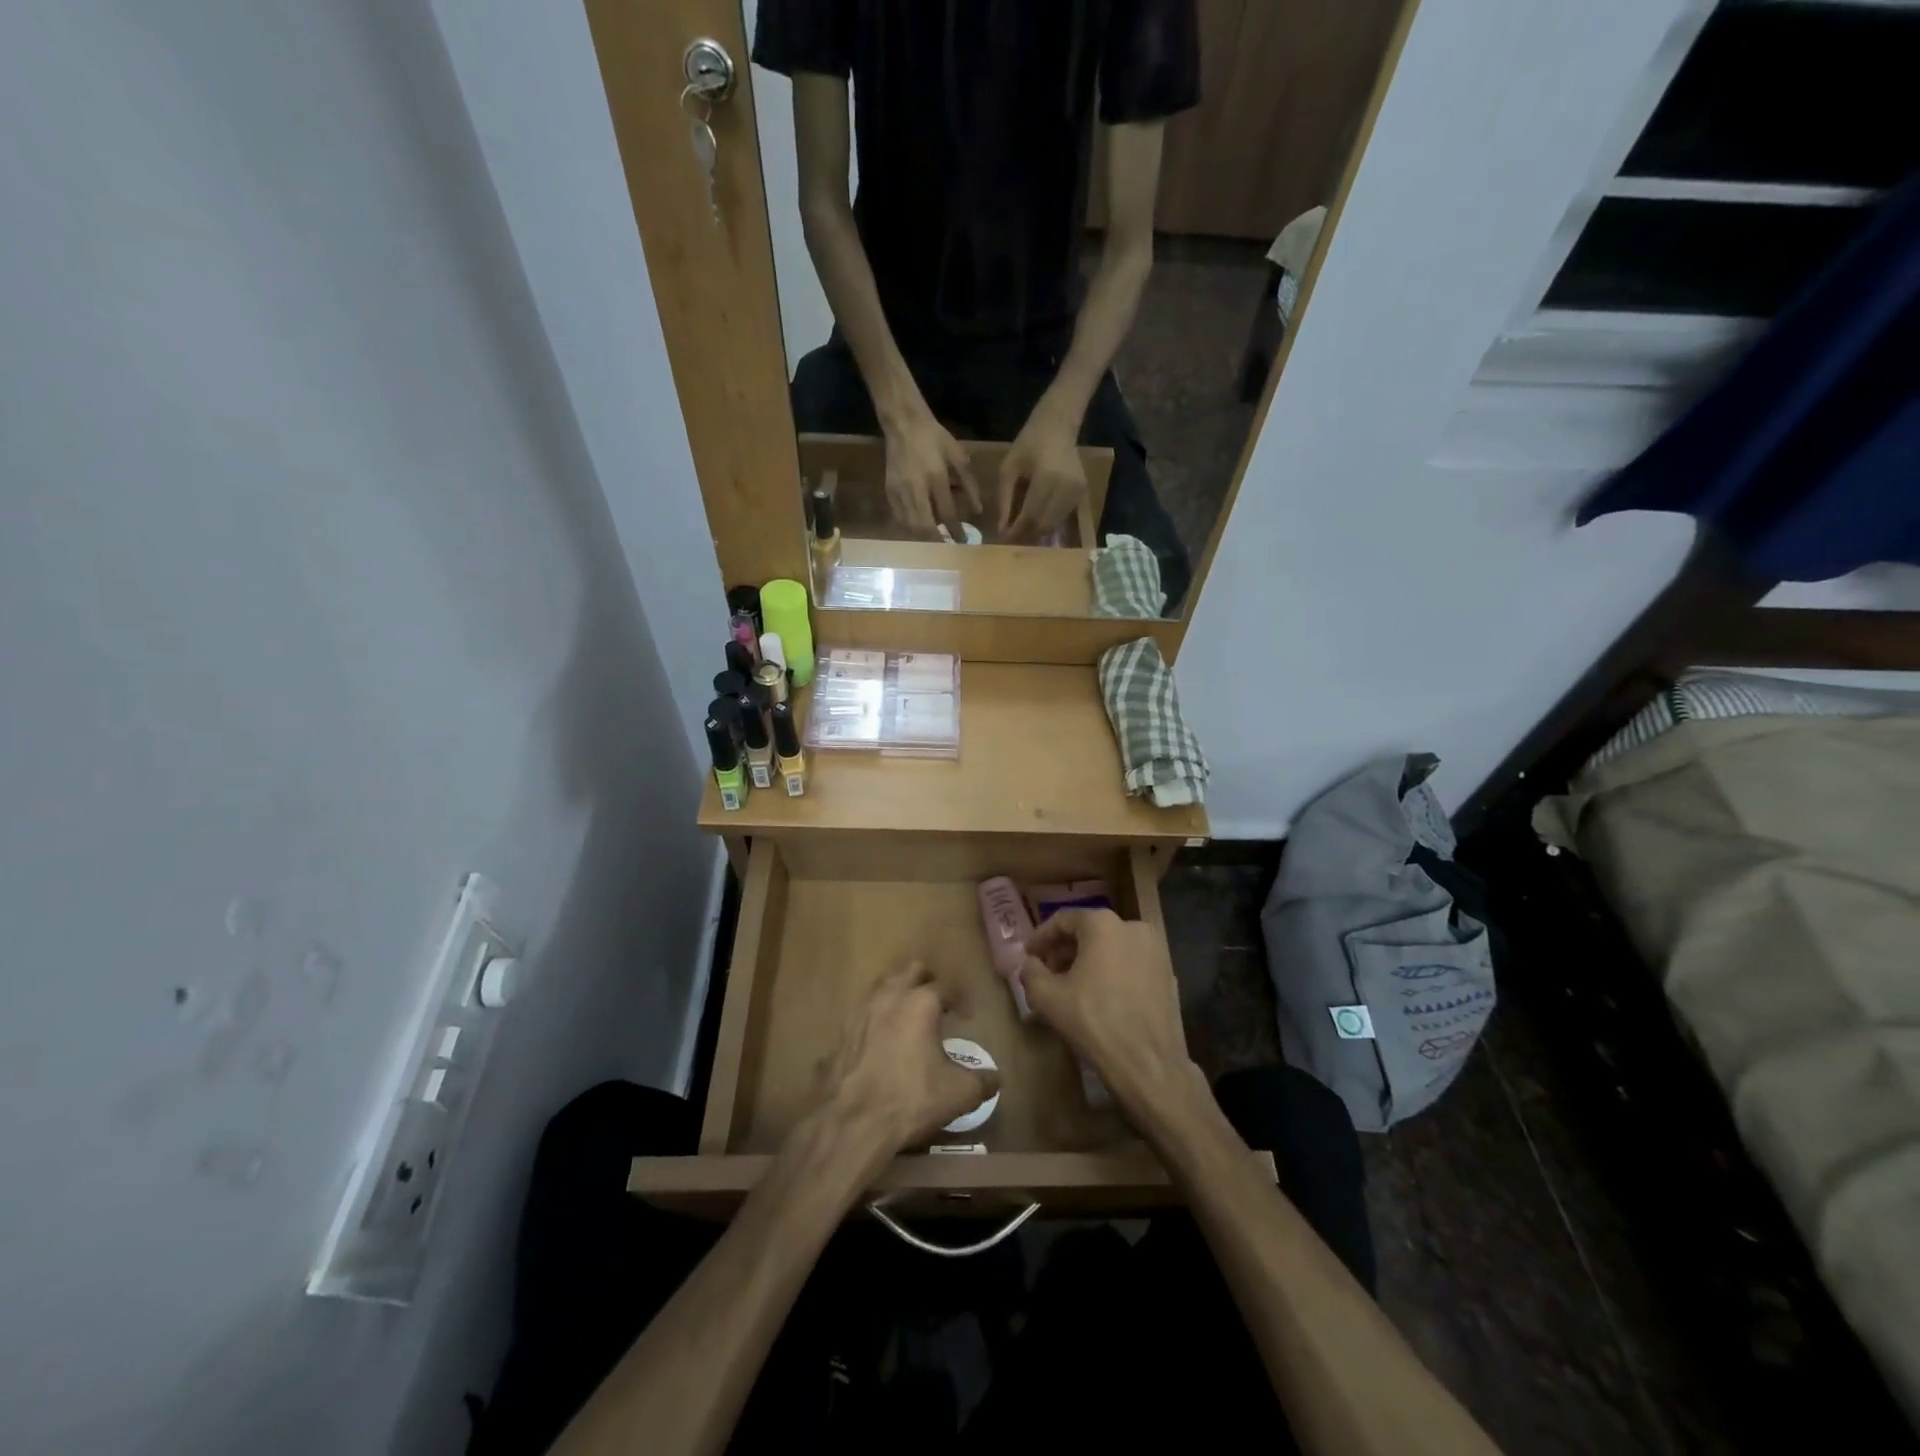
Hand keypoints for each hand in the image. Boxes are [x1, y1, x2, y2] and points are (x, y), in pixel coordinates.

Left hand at [819, 964, 998, 1158]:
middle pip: (911, 971)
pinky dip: (876, 1019)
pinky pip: (863, 1014)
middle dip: (927, 982)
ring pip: (883, 987)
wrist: (851, 1122)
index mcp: (921, 1003)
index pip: (946, 986)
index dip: (960, 999)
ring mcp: (860, 1012)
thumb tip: (994, 1078)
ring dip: (898, 995)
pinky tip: (882, 1042)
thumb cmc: (911, 1100)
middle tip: (938, 1004)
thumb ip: (981, 1081)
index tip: (967, 1016)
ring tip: (909, 1018)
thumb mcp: (958, 1094)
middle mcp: (890, 997)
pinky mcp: (841, 1032)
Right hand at [883, 411, 980, 536]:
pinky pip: (899, 518)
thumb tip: (978, 510)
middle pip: (924, 525)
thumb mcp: (957, 455)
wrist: (903, 423)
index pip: (947, 512)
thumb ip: (969, 483)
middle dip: (937, 540)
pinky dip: (910, 528)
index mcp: (936, 476)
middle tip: (947, 547)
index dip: (956, 530)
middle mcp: (916, 487)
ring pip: (910, 525)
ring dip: (923, 537)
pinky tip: (919, 529)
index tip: (963, 541)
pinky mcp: (889, 491)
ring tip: (934, 541)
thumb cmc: (934, 437)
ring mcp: (899, 490)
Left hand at [997, 405, 1087, 542]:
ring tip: (1023, 531)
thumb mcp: (1008, 468)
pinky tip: (1037, 521)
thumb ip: (1004, 500)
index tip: (1003, 539)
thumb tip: (1001, 530)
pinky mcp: (1083, 493)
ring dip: (1038, 532)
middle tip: (1012, 539)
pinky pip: (1063, 517)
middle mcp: (1066, 487)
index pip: (1030, 515)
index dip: (1016, 531)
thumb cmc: (1029, 443)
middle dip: (1027, 535)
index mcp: (1046, 477)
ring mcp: (1077, 491)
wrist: (1058, 425)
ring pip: (1055, 524)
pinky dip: (1049, 523)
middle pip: (1044, 524)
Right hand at [1022, 909, 1199, 1113]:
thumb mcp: (1046, 997)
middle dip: (1065, 950)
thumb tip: (1030, 964)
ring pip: (1111, 947)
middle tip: (1047, 972)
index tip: (1028, 955)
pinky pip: (1130, 964)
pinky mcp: (1168, 974)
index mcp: (1102, 924)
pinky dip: (1112, 972)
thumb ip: (1031, 972)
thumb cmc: (1093, 1022)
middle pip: (1089, 931)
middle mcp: (1132, 927)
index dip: (1041, 937)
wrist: (1147, 1063)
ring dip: (1088, 961)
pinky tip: (1100, 996)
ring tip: (1072, 986)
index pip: (1063, 920)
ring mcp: (1155, 950)